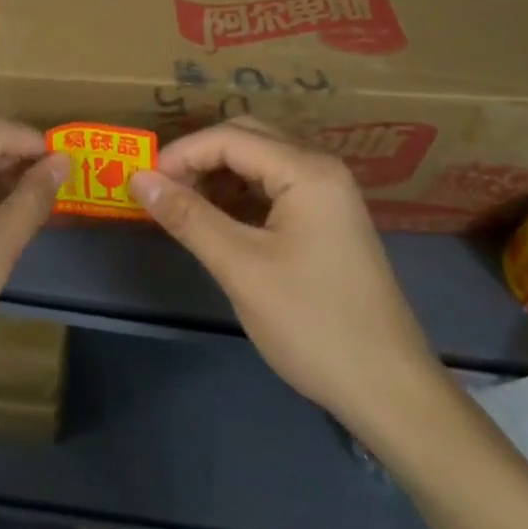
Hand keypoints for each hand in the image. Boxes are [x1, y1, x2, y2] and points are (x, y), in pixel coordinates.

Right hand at [130, 118, 448, 431]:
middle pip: (247, 139)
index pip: (230, 138)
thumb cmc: (313, 323)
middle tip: (160, 190)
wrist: (389, 390)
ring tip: (182, 206)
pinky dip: (240, 197)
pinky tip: (218, 222)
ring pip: (259, 163)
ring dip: (218, 176)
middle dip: (199, 158)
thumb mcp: (241, 268)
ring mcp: (328, 194)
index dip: (181, 154)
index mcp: (307, 170)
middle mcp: (320, 168)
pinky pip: (274, 189)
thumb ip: (188, 216)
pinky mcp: (328, 220)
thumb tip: (138, 178)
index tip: (143, 182)